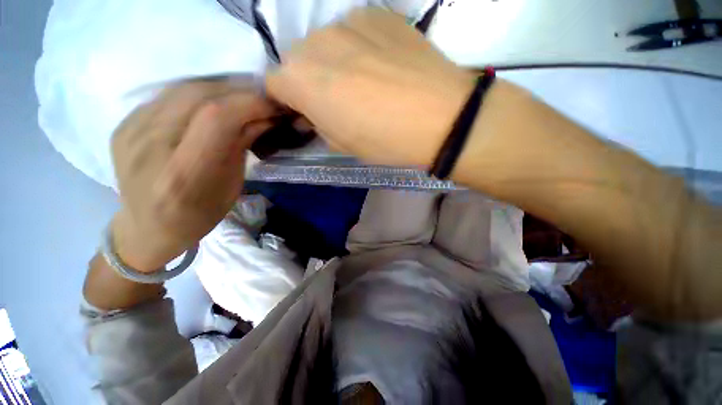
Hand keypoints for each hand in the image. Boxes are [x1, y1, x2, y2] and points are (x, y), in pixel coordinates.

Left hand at [111, 81, 277, 271]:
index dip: (251, 104)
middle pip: (199, 95)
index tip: (274, 105)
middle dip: (240, 92)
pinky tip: (211, 104)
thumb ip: (243, 146)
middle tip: (262, 98)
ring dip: (221, 89)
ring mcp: (130, 131)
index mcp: (183, 174)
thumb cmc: (198, 215)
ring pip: (183, 88)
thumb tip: (265, 117)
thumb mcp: (232, 186)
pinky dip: (198, 95)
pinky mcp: (123, 124)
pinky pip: (168, 95)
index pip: (217, 118)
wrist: (148, 227)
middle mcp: (149, 147)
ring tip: (242, 99)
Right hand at [265, 7, 475, 166]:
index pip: (273, 83)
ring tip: (364, 82)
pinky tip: (382, 65)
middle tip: (338, 100)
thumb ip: (318, 123)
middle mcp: (315, 41)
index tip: (305, 111)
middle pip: (298, 60)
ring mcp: (347, 20)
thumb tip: (312, 112)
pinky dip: (359, 47)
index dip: (287, 100)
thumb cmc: (385, 140)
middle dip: (310, 80)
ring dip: (334, 62)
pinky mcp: (377, 12)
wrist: (440, 117)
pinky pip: (354, 31)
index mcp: (300, 80)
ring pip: (325, 43)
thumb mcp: (343, 144)